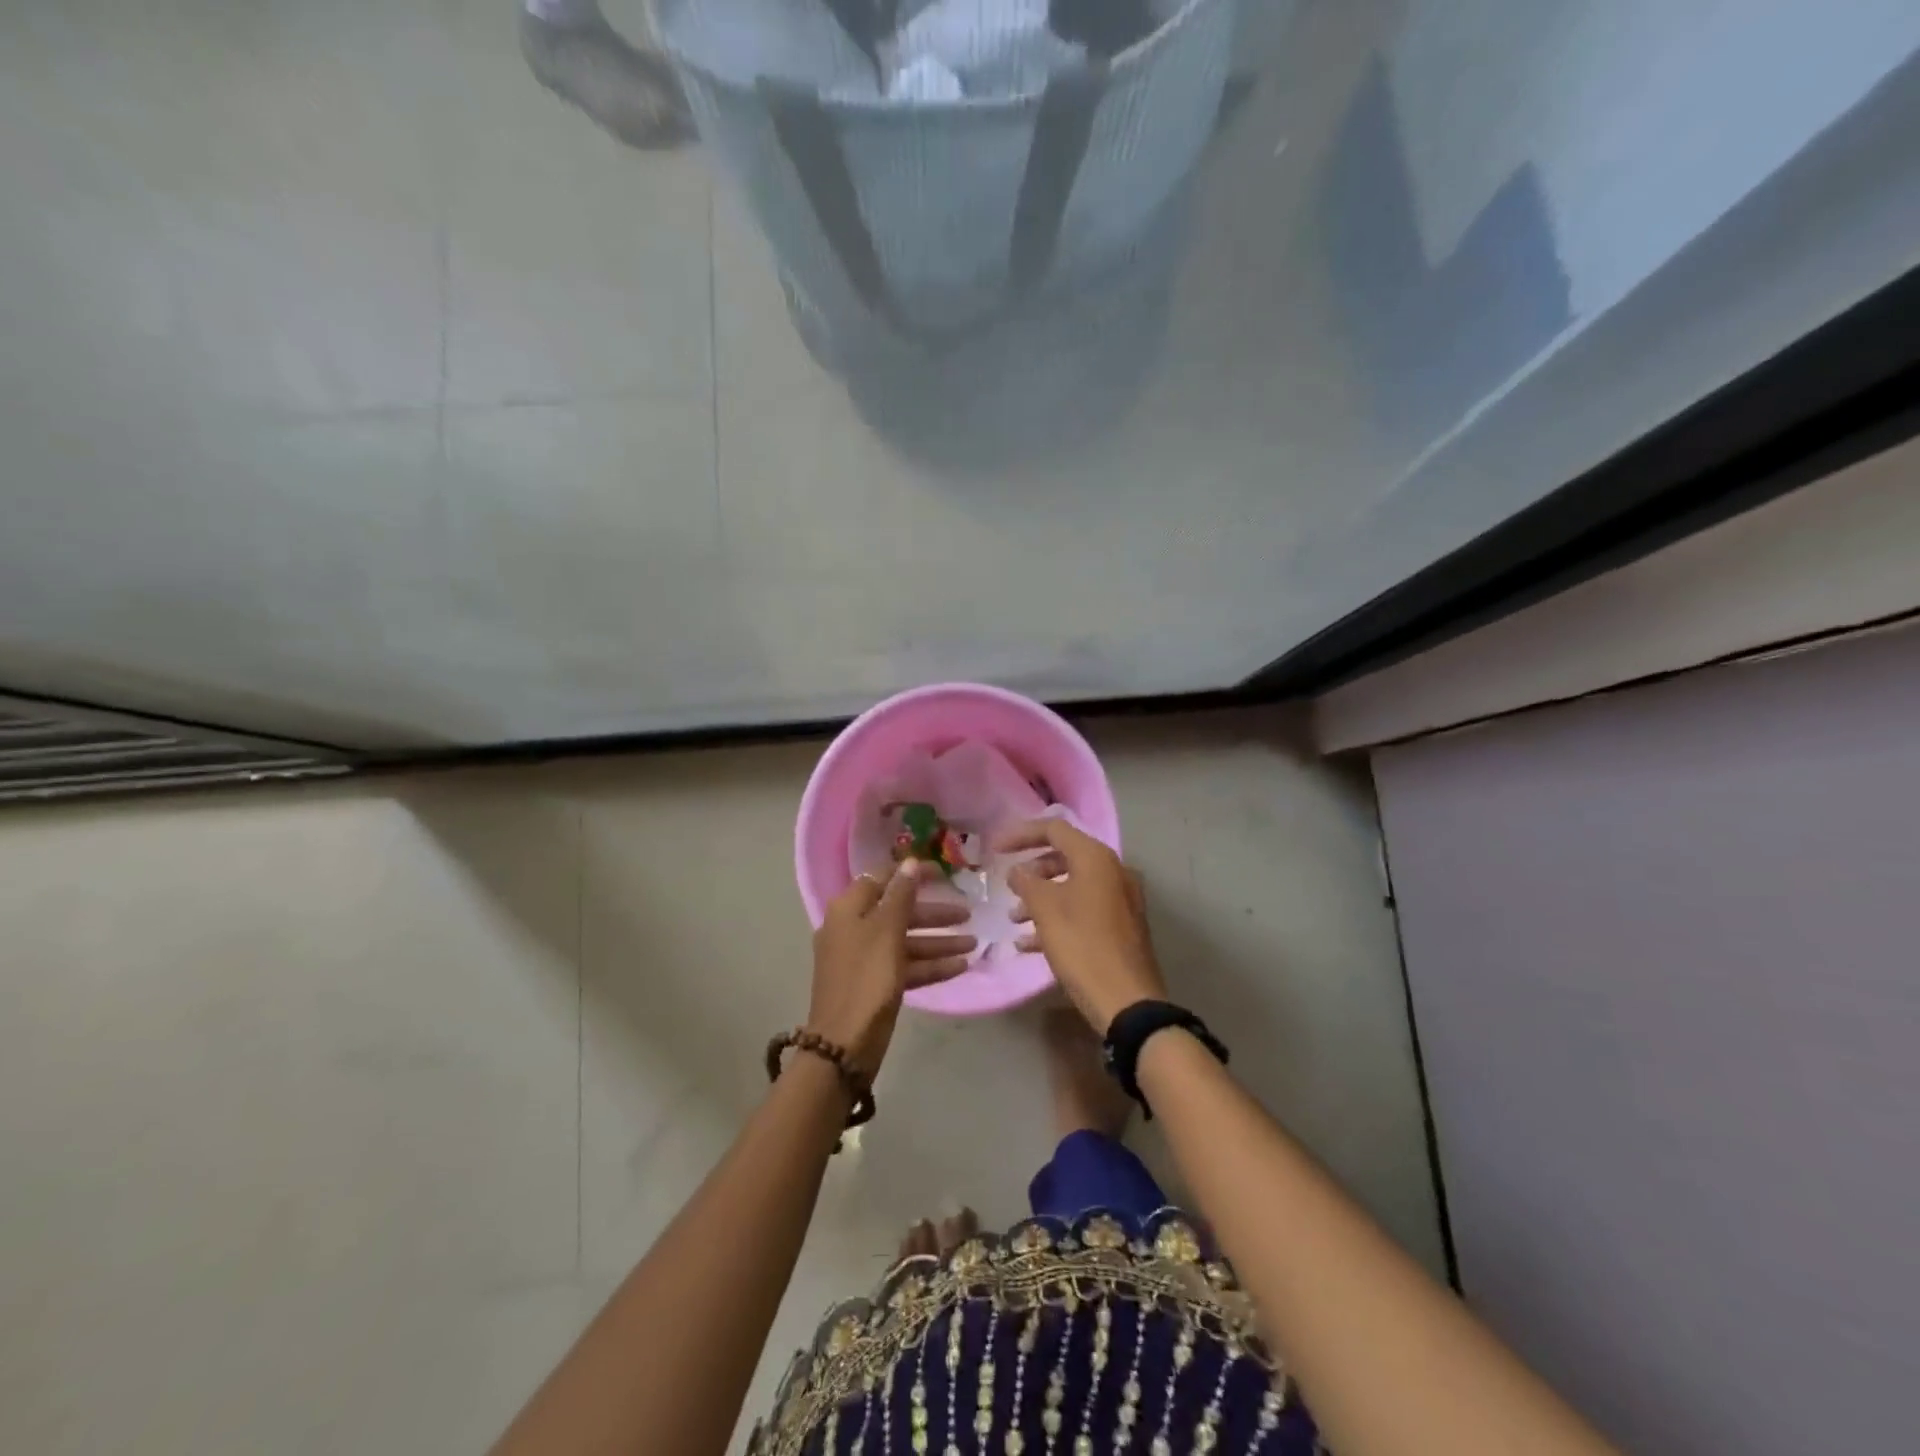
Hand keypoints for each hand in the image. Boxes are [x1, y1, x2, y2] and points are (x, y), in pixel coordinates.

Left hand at [808, 861, 974, 1075]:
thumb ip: (901, 895)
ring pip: (905, 940)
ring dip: (938, 941)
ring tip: (974, 944)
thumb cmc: (867, 978)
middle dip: (934, 914)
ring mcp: (864, 958)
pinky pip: (905, 966)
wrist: (844, 1044)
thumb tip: (909, 862)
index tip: (943, 873)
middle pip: (898, 911)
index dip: (912, 873)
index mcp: (849, 909)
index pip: (883, 878)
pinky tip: (960, 966)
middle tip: (968, 913)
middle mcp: (853, 928)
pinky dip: (930, 965)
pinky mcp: (874, 984)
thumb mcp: (887, 931)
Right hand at [1001, 818, 1166, 1033]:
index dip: (1021, 835)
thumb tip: (1017, 871)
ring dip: (1041, 897)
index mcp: (1096, 858)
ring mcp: (1121, 900)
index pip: (1054, 829)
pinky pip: (1084, 910)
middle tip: (1008, 885)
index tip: (995, 849)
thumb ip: (1027, 882)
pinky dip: (1058, 917)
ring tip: (1014, 919)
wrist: (1127, 1001)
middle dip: (1032, 870)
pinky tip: (1030, 943)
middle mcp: (1113, 871)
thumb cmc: (1082, 945)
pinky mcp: (1122, 927)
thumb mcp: (1046, 910)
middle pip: (1065, 857)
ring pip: (1073, 886)